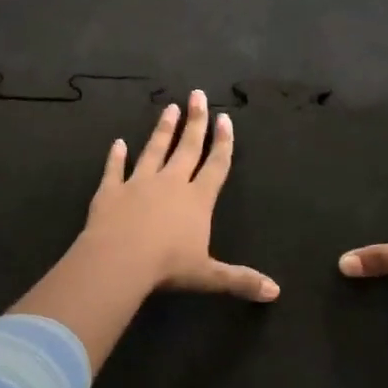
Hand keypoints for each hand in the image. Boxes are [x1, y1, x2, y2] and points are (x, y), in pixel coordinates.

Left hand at [81, 89, 278, 301]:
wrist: (120, 259)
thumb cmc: (168, 266)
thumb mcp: (208, 275)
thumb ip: (240, 279)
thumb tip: (276, 292)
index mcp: (197, 199)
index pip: (216, 165)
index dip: (223, 142)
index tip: (225, 119)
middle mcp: (171, 183)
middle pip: (187, 147)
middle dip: (195, 121)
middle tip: (197, 95)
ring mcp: (139, 183)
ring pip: (154, 150)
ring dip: (162, 129)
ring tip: (169, 107)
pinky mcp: (111, 190)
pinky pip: (115, 169)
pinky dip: (116, 156)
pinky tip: (118, 143)